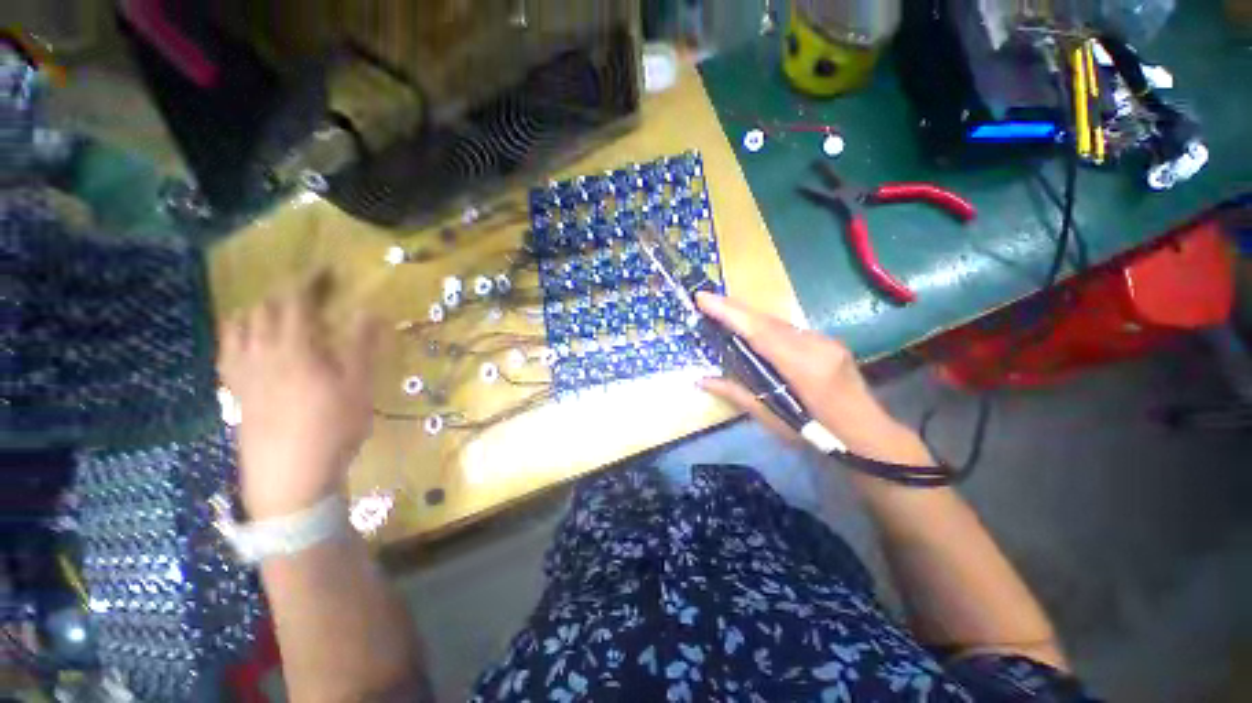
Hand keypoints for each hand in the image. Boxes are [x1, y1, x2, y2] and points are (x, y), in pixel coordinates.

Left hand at [217, 273, 379, 518]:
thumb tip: (368, 311)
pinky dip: (235, 337)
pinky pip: (226, 353)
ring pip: (238, 328)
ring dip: (256, 312)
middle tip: (306, 295)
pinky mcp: (235, 393)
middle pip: (263, 311)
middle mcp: (261, 353)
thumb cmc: (333, 427)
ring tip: (274, 312)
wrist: (291, 475)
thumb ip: (362, 346)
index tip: (325, 271)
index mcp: (295, 349)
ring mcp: (242, 374)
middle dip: (284, 295)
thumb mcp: (359, 387)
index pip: (296, 303)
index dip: (309, 282)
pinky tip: (246, 343)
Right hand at [696, 293, 933, 465]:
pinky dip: (764, 326)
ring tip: (721, 311)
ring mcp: (825, 340)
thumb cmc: (817, 434)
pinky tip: (751, 329)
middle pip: (767, 320)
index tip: (703, 298)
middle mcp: (816, 345)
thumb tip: (701, 380)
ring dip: (748, 316)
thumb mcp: (772, 419)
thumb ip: (736, 394)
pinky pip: (788, 329)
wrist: (867, 435)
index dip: (730, 313)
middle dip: (734, 308)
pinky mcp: (827, 341)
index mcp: (803, 366)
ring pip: (777, 322)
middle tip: (705, 301)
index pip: (759, 331)